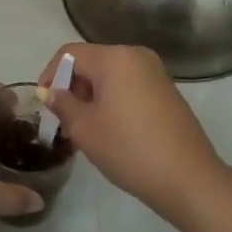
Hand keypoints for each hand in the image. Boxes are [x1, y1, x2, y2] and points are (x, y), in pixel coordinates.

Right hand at [39, 44, 231, 223]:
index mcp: (115, 58)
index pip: (70, 54)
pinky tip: (112, 129)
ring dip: (92, 95)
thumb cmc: (129, 148)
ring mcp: (156, 73)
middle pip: (92, 61)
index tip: (44, 103)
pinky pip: (129, 85)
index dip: (50, 74)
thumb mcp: (85, 128)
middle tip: (64, 119)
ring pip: (111, 75)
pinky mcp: (167, 91)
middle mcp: (137, 56)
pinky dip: (113, 100)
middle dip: (72, 86)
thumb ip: (63, 104)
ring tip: (86, 128)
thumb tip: (52, 92)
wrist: (188, 178)